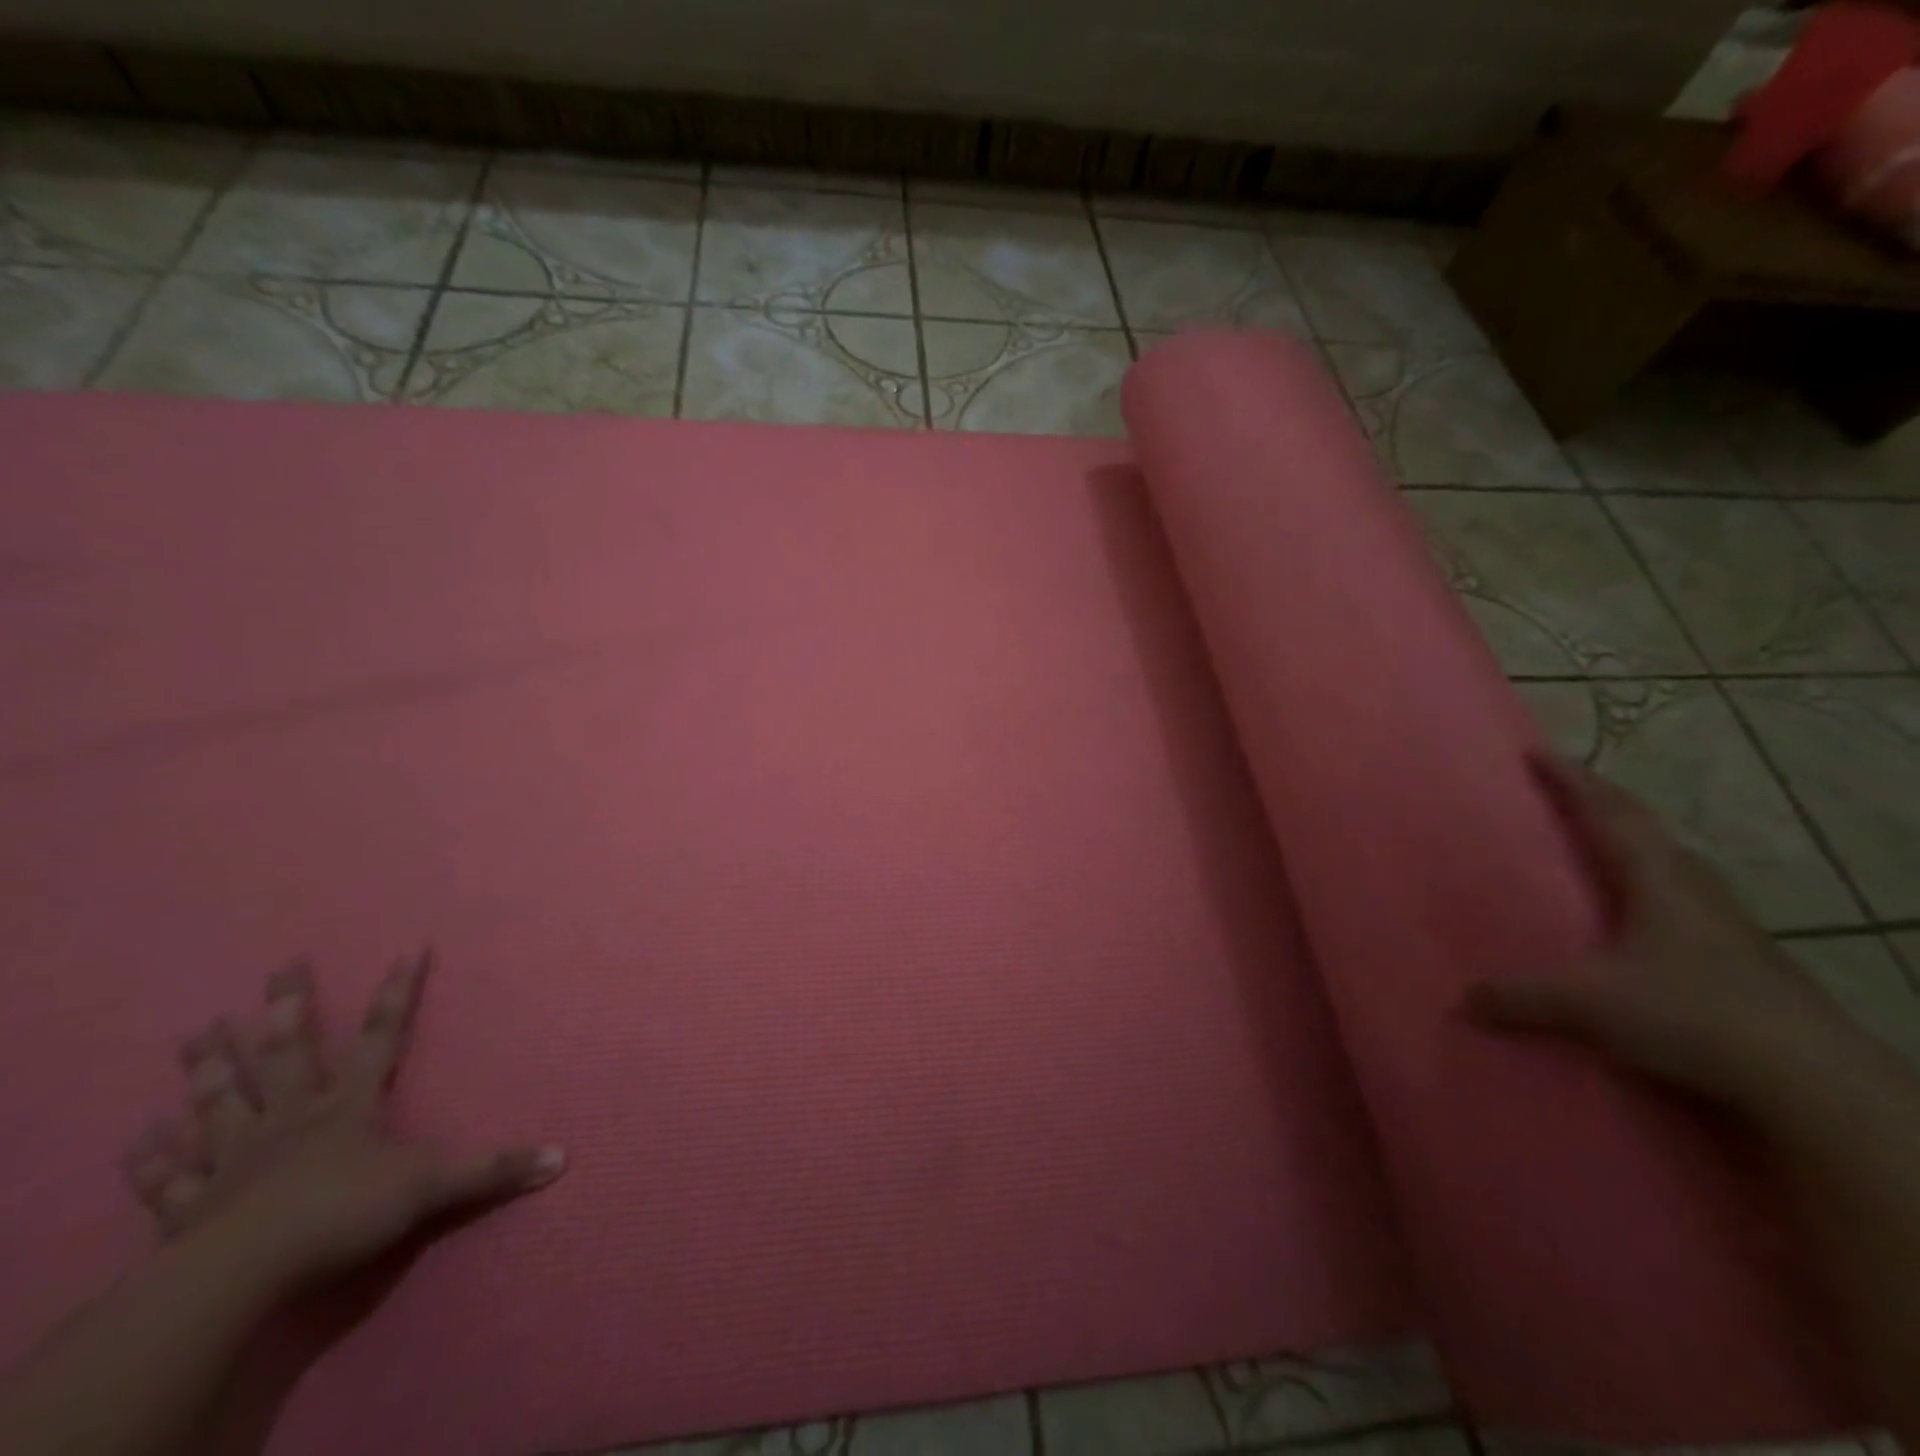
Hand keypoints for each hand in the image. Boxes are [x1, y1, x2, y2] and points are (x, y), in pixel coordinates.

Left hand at [123, 951, 563, 1295]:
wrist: (242, 1276)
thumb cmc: (341, 1214)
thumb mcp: (433, 1187)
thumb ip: (495, 1169)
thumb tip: (564, 1156)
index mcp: (348, 1106)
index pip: (384, 1035)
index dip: (399, 991)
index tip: (409, 947)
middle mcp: (291, 1118)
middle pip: (289, 1052)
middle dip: (288, 1007)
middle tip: (280, 966)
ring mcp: (235, 1158)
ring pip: (222, 1100)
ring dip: (211, 1066)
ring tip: (195, 1030)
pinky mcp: (190, 1205)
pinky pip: (168, 1177)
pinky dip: (152, 1158)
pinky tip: (137, 1137)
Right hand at [1463, 756, 1860, 1113]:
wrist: (1811, 1081)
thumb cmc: (1692, 1014)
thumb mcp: (1589, 1004)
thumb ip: (1520, 996)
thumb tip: (1464, 998)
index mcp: (1658, 878)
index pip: (1608, 813)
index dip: (1570, 780)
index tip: (1536, 753)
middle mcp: (1693, 887)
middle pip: (1642, 829)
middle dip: (1599, 804)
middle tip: (1558, 792)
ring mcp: (1723, 922)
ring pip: (1666, 864)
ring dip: (1628, 844)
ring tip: (1592, 845)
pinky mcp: (1737, 956)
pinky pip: (1677, 899)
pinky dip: (1645, 886)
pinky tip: (1632, 913)